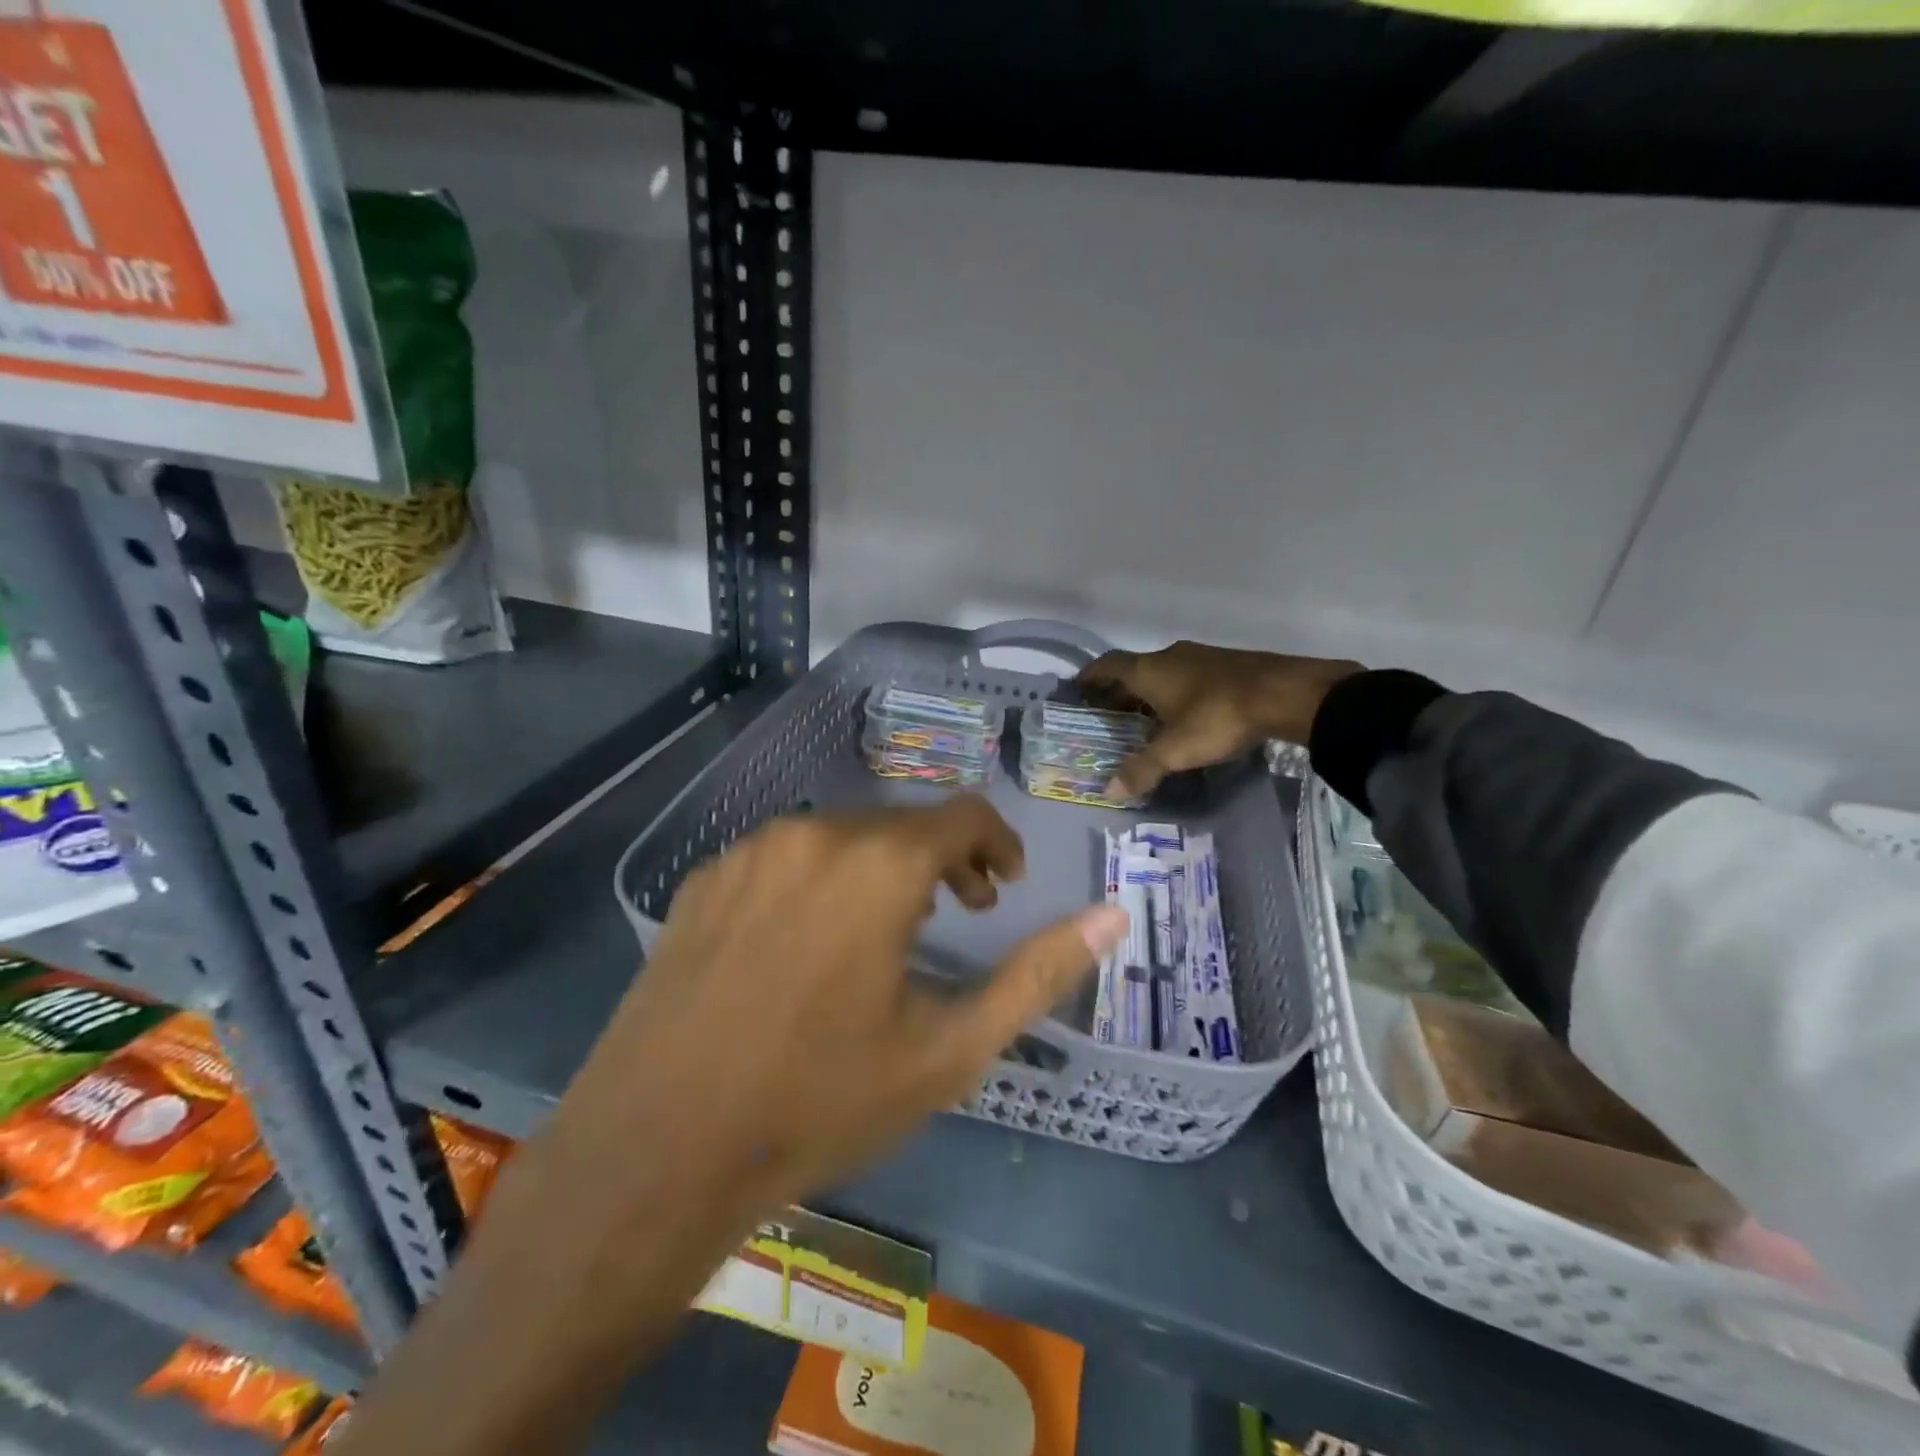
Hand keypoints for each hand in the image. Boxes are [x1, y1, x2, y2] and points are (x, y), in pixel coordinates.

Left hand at [343, 800, 1128, 1455]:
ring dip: (880, 869)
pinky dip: (818, 881)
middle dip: (943, 861)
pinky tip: (805, 947)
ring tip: (886, 933)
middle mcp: (814, 832)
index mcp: (878, 863)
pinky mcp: (704, 878)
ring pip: (841, 837)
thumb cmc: (820, 1101)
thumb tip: (1113, 916)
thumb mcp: (949, 1049)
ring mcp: (750, 851)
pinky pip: (784, 858)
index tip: (1003, 885)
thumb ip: (1036, 974)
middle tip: (959, 916)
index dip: (996, 843)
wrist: (659, 1148)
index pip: (963, 814)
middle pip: (902, 823)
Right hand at [1078, 641, 1361, 797]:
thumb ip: (1142, 770)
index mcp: (1150, 669)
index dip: (1090, 677)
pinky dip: (1178, 693)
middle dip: (1119, 690)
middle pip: (1134, 669)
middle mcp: (1171, 656)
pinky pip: (1190, 677)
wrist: (1286, 694)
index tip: (1077, 689)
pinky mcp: (1228, 665)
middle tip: (1108, 714)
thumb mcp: (1175, 750)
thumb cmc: (1218, 717)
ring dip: (1150, 692)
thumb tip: (1109, 791)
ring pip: (1164, 673)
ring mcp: (1202, 657)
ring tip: (1145, 719)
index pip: (1108, 666)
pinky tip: (1186, 716)